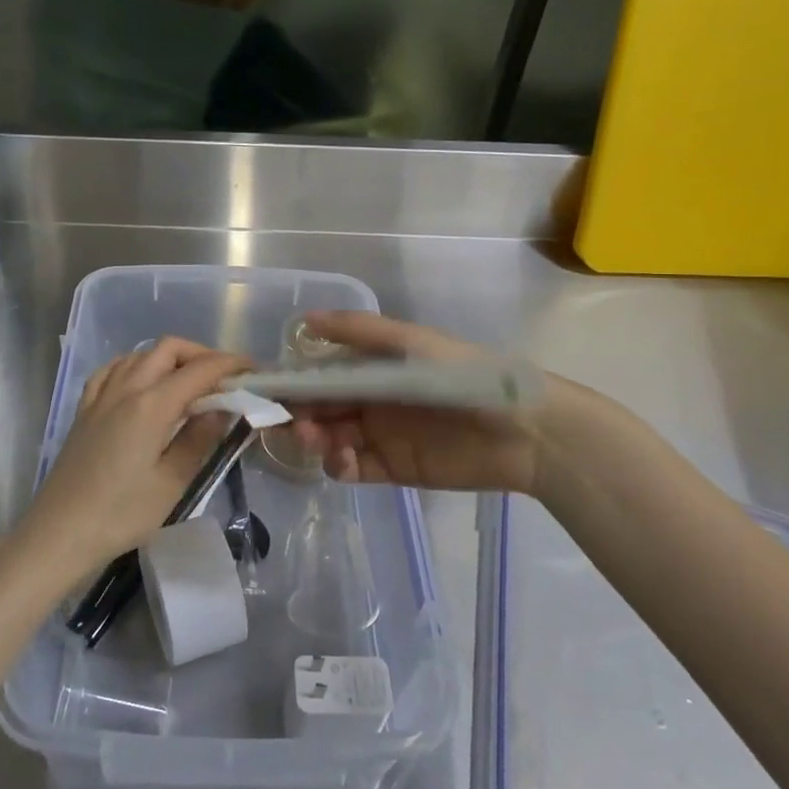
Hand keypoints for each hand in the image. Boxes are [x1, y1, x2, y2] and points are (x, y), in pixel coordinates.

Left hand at [17, 337, 250, 584]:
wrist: (59, 533)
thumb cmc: (121, 514)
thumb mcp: (172, 482)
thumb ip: (200, 439)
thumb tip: (223, 408)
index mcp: (151, 405)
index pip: (199, 370)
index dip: (230, 365)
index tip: (254, 371)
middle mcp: (125, 389)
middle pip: (168, 349)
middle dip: (202, 355)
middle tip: (225, 379)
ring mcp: (101, 396)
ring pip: (141, 354)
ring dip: (171, 358)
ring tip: (190, 384)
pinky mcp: (85, 409)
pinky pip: (114, 369)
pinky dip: (137, 365)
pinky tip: (144, 384)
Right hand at [287, 311, 608, 496]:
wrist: (521, 429)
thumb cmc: (462, 376)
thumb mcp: (411, 343)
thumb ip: (359, 332)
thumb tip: (305, 319)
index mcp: (371, 368)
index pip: (320, 375)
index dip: (293, 382)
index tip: (266, 391)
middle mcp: (370, 401)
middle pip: (320, 409)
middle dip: (299, 414)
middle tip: (291, 422)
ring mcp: (380, 436)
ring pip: (331, 439)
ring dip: (316, 440)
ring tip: (320, 440)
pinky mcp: (394, 469)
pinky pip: (354, 469)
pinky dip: (339, 466)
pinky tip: (343, 460)